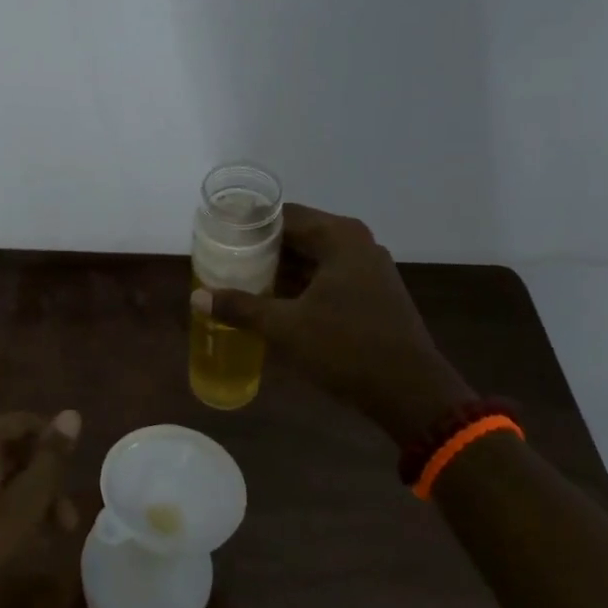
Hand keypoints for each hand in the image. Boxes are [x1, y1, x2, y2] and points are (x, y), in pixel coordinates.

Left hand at [0, 410, 82, 607]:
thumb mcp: (26, 502)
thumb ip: (51, 458)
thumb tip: (72, 414)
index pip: (27, 423)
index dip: (55, 447)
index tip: (74, 479)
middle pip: (12, 449)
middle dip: (44, 480)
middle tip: (67, 521)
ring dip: (26, 496)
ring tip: (50, 533)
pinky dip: (1, 502)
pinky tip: (18, 534)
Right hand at [193, 203, 473, 440]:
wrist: (410, 392)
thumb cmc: (346, 348)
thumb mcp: (285, 328)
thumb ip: (240, 307)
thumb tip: (198, 297)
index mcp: (339, 238)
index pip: (283, 215)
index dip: (248, 225)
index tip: (218, 237)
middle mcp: (356, 244)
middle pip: (297, 235)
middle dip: (260, 250)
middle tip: (223, 262)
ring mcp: (368, 270)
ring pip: (312, 259)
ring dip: (279, 270)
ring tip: (239, 282)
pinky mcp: (371, 294)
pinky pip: (326, 278)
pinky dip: (299, 286)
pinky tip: (273, 303)